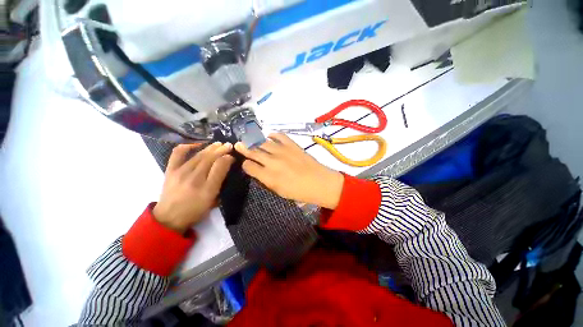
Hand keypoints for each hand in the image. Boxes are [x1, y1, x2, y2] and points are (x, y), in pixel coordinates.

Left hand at [153, 142, 234, 233]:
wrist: (169, 218)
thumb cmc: (195, 210)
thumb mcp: (213, 200)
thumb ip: (220, 181)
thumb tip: (226, 164)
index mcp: (207, 188)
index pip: (219, 166)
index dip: (227, 158)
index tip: (232, 155)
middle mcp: (194, 178)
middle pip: (209, 158)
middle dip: (221, 150)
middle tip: (229, 145)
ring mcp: (180, 172)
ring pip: (199, 155)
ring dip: (210, 148)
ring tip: (218, 144)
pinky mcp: (170, 170)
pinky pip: (177, 153)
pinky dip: (187, 146)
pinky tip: (195, 145)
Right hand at [234, 133, 343, 208]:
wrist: (319, 183)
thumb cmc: (299, 192)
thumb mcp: (279, 191)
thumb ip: (266, 180)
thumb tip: (258, 170)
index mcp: (268, 176)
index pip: (249, 166)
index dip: (245, 164)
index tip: (246, 164)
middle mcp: (272, 162)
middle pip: (253, 152)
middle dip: (244, 148)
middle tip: (239, 144)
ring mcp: (282, 151)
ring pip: (263, 143)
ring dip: (255, 141)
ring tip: (250, 139)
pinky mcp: (292, 145)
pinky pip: (279, 136)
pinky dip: (273, 134)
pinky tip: (269, 136)